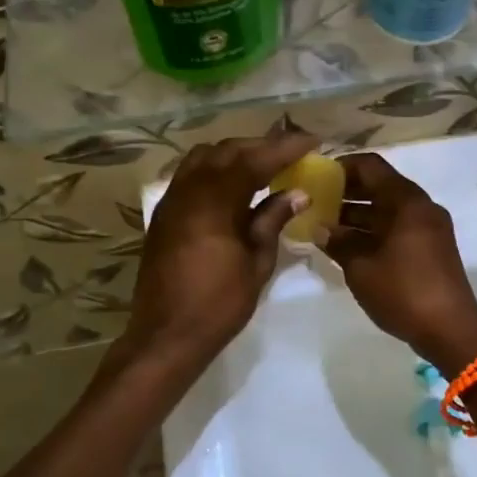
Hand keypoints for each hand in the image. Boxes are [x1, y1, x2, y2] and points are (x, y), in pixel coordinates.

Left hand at [120, 131, 317, 374]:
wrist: (166, 335)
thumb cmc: (218, 304)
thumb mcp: (256, 263)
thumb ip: (273, 221)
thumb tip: (298, 193)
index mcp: (214, 202)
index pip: (254, 160)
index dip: (285, 148)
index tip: (312, 141)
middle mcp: (189, 191)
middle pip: (227, 151)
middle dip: (261, 146)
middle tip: (291, 150)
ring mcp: (172, 200)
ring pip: (204, 157)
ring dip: (235, 153)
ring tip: (263, 163)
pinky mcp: (164, 213)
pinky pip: (190, 174)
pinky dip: (215, 168)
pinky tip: (233, 183)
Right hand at [320, 153, 476, 366]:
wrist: (450, 330)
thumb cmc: (403, 291)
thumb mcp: (361, 267)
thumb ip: (338, 242)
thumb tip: (321, 229)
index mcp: (406, 201)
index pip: (370, 166)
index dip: (342, 167)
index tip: (317, 178)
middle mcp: (420, 206)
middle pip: (379, 186)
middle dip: (347, 193)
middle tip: (316, 203)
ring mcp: (429, 227)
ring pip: (388, 209)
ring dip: (358, 215)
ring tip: (326, 227)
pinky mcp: (431, 248)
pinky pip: (397, 227)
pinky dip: (374, 230)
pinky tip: (349, 246)